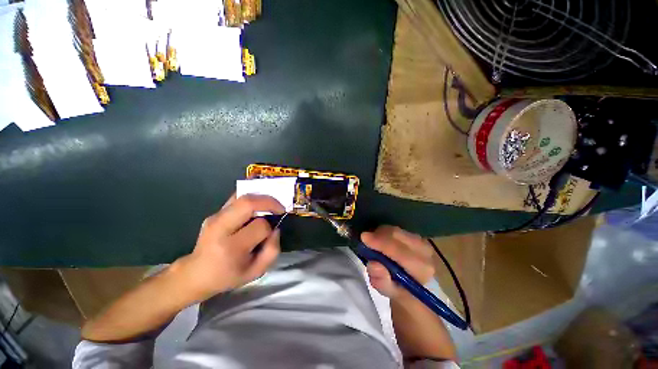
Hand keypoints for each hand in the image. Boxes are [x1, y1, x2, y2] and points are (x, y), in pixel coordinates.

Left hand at [173, 194, 283, 302]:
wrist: (196, 274)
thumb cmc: (228, 276)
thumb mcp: (256, 272)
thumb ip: (272, 250)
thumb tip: (275, 229)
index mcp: (231, 247)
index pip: (260, 226)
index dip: (270, 227)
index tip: (272, 232)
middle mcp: (220, 228)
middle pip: (248, 203)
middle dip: (269, 202)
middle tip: (279, 208)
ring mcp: (215, 218)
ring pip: (242, 197)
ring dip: (261, 198)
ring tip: (270, 205)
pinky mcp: (214, 214)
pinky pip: (236, 199)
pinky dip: (251, 199)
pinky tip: (257, 206)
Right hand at [361, 226, 434, 300]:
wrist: (413, 283)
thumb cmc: (400, 289)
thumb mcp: (389, 291)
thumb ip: (381, 281)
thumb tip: (373, 264)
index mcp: (421, 269)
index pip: (399, 250)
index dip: (380, 242)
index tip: (363, 238)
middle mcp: (425, 252)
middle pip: (397, 235)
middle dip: (378, 235)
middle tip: (364, 239)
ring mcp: (422, 241)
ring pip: (395, 229)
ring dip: (380, 233)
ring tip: (373, 242)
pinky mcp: (417, 235)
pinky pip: (396, 228)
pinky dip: (385, 232)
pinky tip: (380, 239)